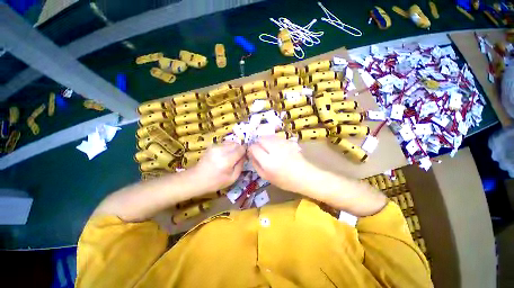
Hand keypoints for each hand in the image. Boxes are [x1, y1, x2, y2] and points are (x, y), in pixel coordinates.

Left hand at [190, 142, 245, 192]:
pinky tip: (224, 155)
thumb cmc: (215, 182)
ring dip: (233, 148)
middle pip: (236, 144)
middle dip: (239, 149)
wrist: (196, 179)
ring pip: (231, 142)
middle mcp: (221, 151)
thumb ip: (240, 166)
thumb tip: (244, 156)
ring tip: (231, 156)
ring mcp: (215, 147)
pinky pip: (224, 143)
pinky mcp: (212, 146)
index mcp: (227, 160)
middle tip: (238, 157)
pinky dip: (227, 147)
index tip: (246, 155)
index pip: (241, 149)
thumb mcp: (232, 178)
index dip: (245, 150)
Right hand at [248, 135, 317, 193]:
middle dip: (257, 143)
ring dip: (264, 140)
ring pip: (268, 136)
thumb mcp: (266, 177)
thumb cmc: (284, 180)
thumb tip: (251, 154)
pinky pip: (276, 137)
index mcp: (268, 162)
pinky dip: (272, 140)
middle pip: (261, 139)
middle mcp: (275, 151)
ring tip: (266, 147)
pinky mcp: (289, 142)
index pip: (254, 148)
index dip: (251, 149)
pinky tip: (274, 146)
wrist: (304, 176)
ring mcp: (283, 145)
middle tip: (259, 149)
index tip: (252, 152)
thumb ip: (256, 165)